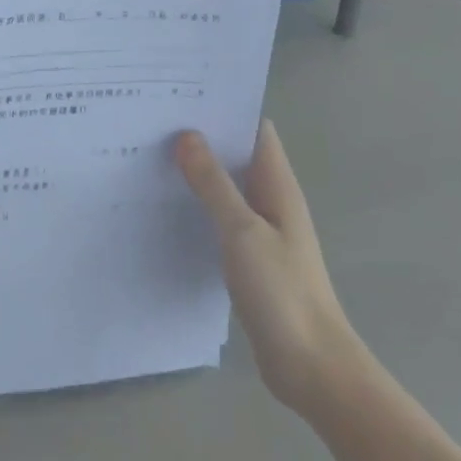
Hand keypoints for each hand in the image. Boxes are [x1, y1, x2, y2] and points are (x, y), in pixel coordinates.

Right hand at [175, 122, 357, 412]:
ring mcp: (262, 232)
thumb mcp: (243, 232)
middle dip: (202, 138)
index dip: (225, 108)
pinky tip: (165, 208)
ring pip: (226, 189)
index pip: (255, 130)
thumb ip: (214, 184)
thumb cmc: (282, 292)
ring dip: (197, 174)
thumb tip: (187, 135)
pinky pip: (221, 220)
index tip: (182, 94)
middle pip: (237, 156)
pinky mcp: (249, 259)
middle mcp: (272, 201)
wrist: (311, 366)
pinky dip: (198, 208)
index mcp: (278, 186)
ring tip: (150, 157)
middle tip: (153, 123)